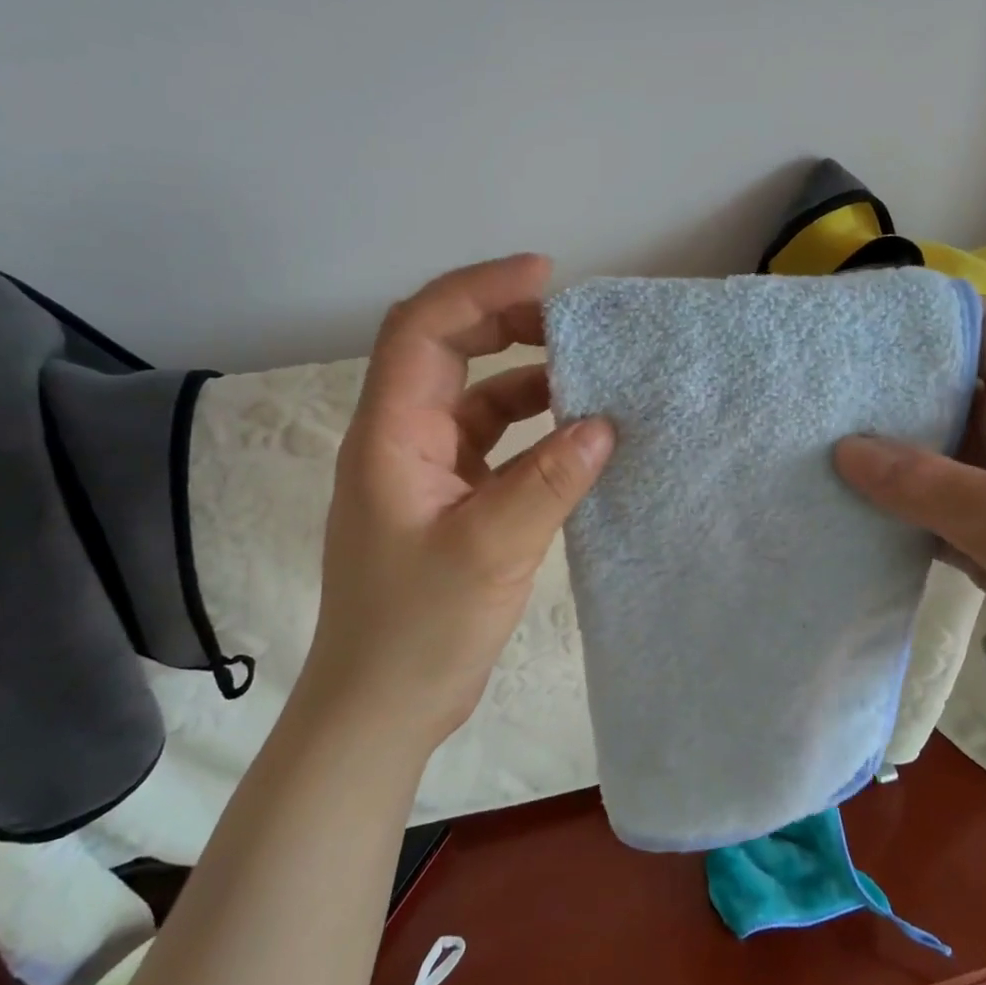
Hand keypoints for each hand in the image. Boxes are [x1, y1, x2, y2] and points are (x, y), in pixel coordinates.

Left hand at [306, 255, 613, 749]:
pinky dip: (529, 430)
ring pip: (472, 397)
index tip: (546, 277)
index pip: (422, 328)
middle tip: (572, 324)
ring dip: (523, 378)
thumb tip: (605, 425)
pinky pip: (489, 443)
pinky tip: (572, 439)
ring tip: (586, 376)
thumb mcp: (491, 550)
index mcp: (390, 435)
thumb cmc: (418, 630)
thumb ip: (549, 482)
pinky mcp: (446, 499)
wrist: (381, 708)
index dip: (479, 289)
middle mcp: (400, 439)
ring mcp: (422, 469)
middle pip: (444, 349)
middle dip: (505, 323)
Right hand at [835, 297, 985, 647]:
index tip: (880, 315)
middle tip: (826, 379)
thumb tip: (845, 449)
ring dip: (881, 447)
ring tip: (818, 432)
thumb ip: (936, 488)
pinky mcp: (976, 543)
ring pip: (928, 455)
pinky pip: (921, 507)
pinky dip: (886, 502)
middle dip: (894, 384)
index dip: (948, 319)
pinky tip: (843, 498)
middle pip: (950, 398)